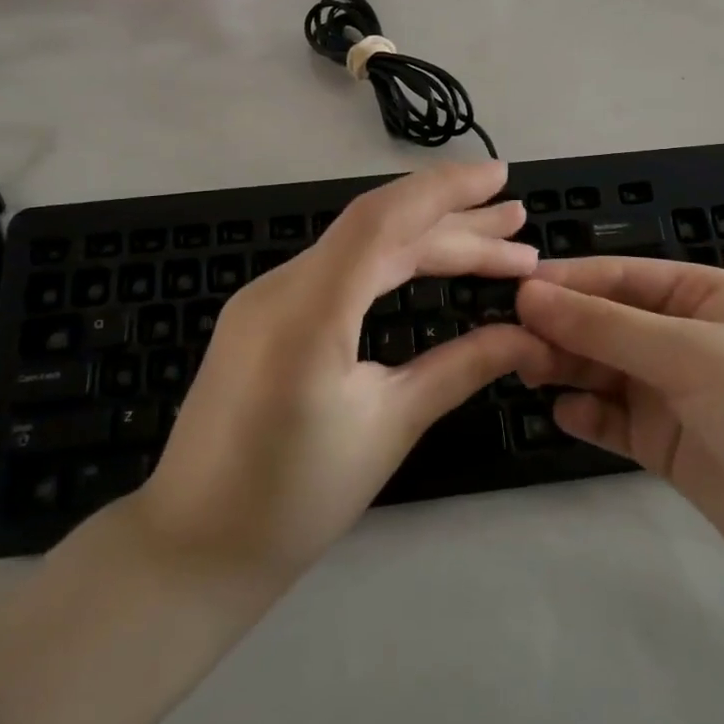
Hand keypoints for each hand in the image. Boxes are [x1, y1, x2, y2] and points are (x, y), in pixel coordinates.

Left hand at [133, 161, 545, 578]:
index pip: (382, 220)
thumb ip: (461, 367)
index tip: (501, 177)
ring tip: (496, 243)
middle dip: (454, 224)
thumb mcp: (390, 427)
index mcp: (308, 314)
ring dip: (427, 241)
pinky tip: (428, 264)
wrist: (194, 546)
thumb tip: (529, 335)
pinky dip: (391, 262)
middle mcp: (281, 287)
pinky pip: (338, 270)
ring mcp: (267, 297)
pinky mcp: (266, 313)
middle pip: (379, 231)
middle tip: (520, 225)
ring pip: (360, 248)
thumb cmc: (295, 498)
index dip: (445, 190)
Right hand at [515, 258, 723, 590]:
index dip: (568, 281)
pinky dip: (586, 414)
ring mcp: (671, 390)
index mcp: (699, 296)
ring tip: (527, 371)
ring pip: (601, 367)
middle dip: (561, 327)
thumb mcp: (688, 354)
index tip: (515, 290)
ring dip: (566, 367)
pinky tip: (564, 414)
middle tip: (510, 339)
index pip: (620, 276)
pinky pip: (611, 417)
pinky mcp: (662, 441)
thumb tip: (529, 294)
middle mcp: (681, 336)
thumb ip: (604, 326)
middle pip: (605, 321)